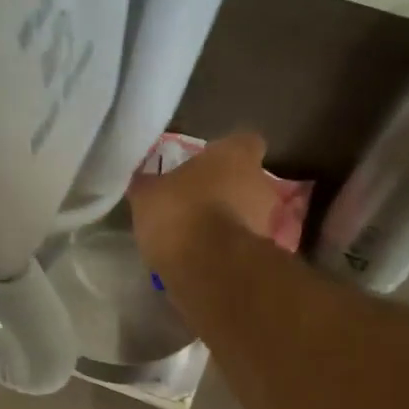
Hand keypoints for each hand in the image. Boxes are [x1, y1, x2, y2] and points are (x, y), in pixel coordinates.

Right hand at [130, 133, 279, 270]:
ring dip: (231, 221)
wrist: (208, 266)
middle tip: (198, 203)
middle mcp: (261, 182)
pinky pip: (244, 244)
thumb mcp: (147, 195)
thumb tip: (142, 181)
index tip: (207, 166)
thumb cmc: (180, 213)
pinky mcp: (263, 254)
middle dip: (228, 191)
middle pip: (248, 181)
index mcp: (235, 155)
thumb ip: (149, 185)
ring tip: (200, 236)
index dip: (226, 153)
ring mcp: (267, 220)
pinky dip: (230, 248)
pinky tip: (205, 258)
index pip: (243, 142)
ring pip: (249, 214)